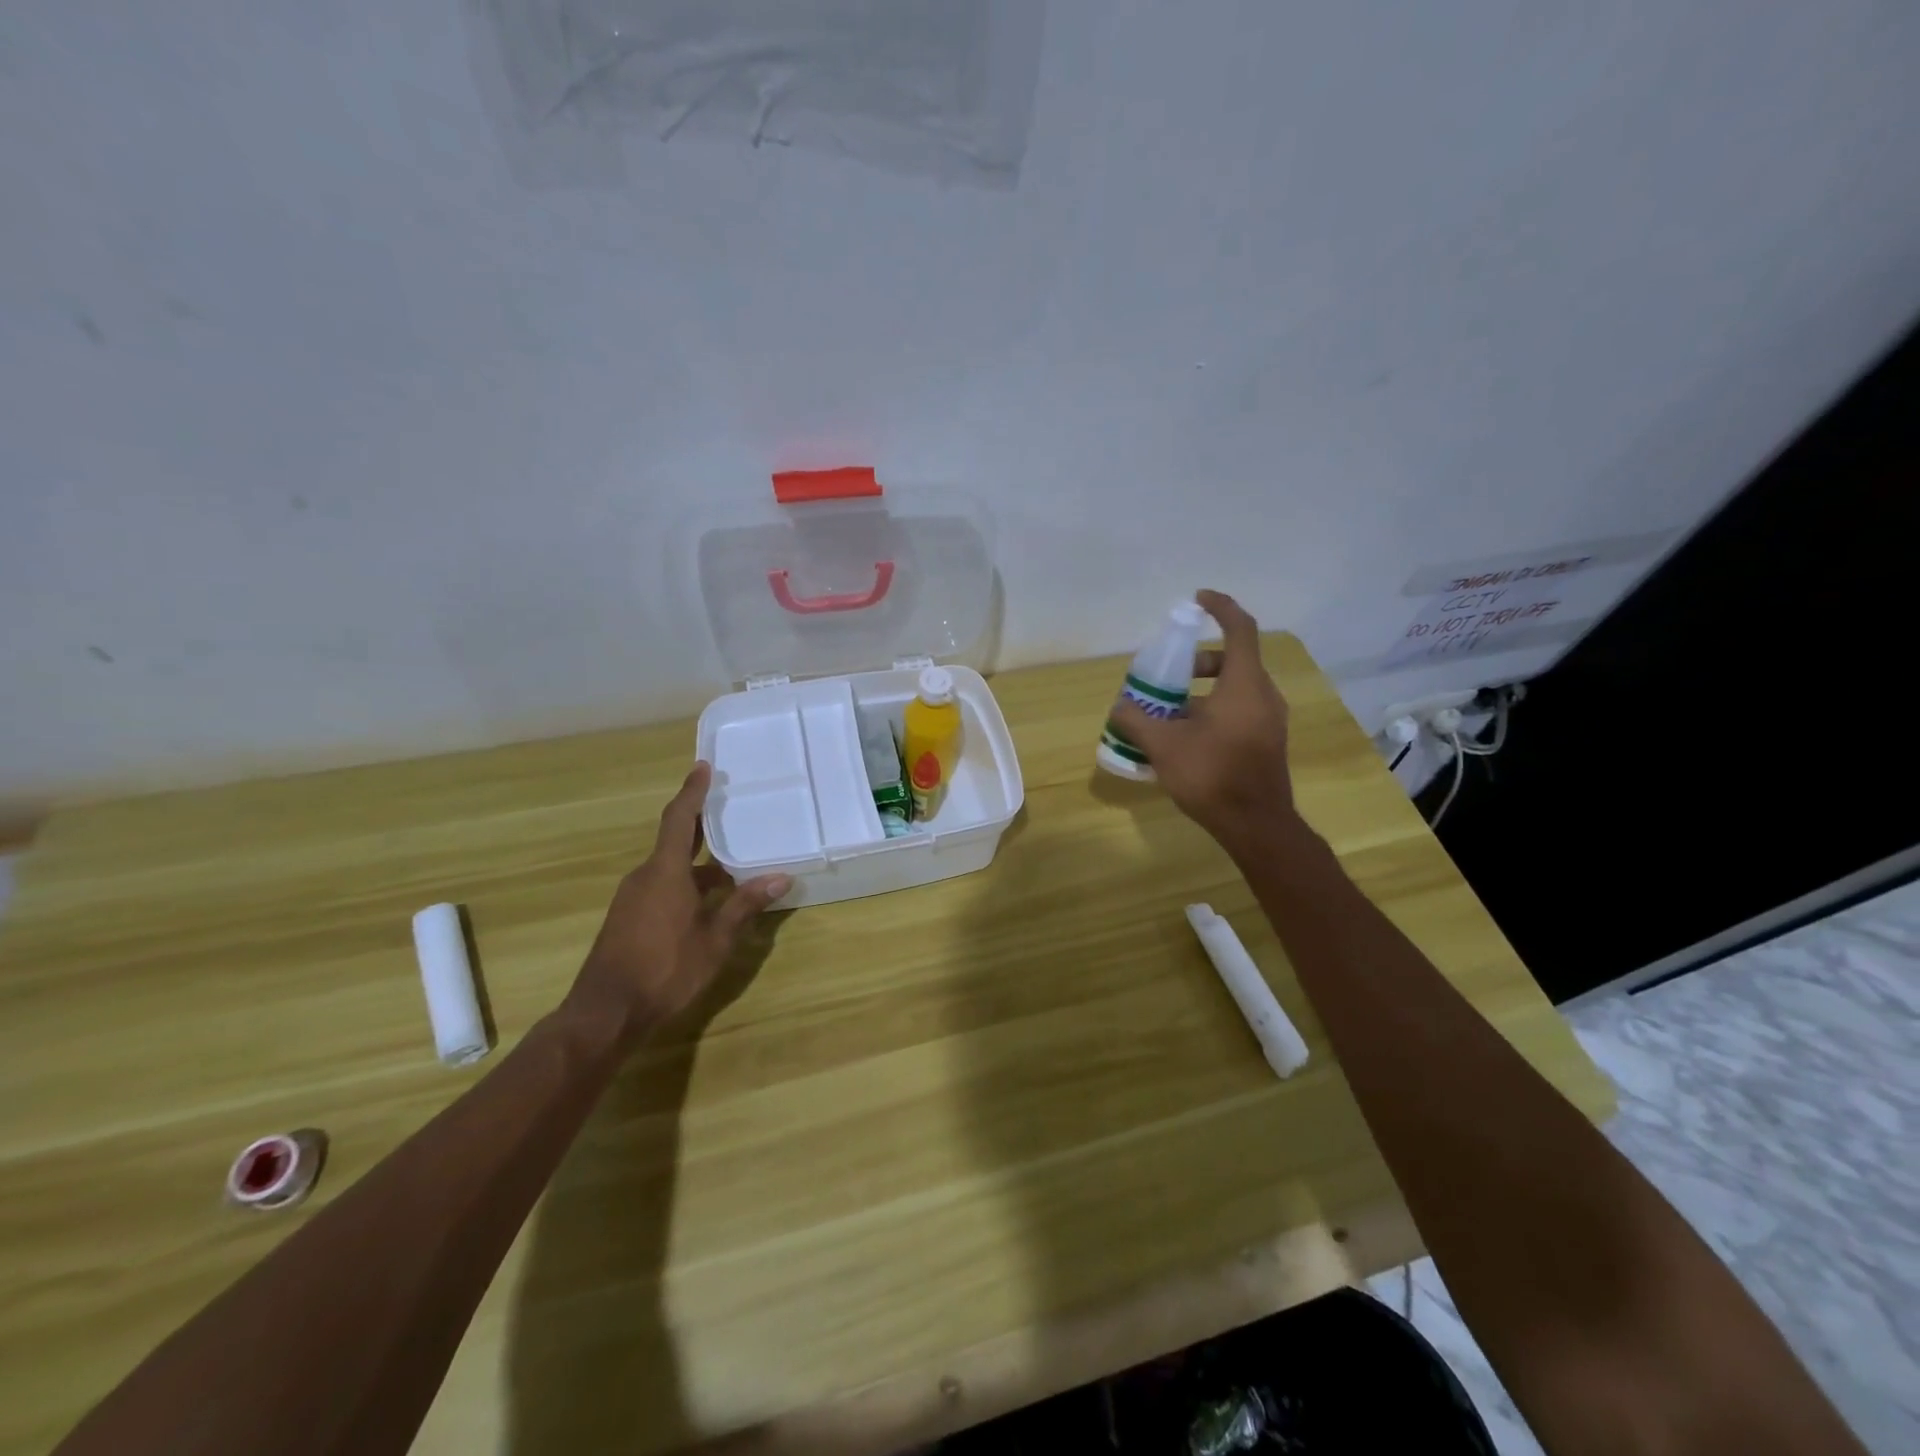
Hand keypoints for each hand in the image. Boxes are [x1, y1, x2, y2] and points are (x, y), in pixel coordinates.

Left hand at [567, 762, 790, 1040]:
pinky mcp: (629, 917)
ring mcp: (633, 897)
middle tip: (727, 804)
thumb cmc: (665, 970)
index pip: (680, 819)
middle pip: (675, 838)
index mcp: (665, 872)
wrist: (605, 1013)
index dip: (692, 792)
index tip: (703, 767)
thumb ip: (744, 906)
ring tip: (732, 858)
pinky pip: (662, 884)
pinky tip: (710, 897)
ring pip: (671, 866)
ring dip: (699, 860)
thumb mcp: (714, 940)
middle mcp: (645, 876)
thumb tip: (780, 878)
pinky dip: (687, 880)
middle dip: (701, 821)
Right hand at [1109, 589, 1295, 848]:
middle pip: (1232, 660)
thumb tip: (1119, 707)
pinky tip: (1185, 735)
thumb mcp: (1164, 746)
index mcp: (1244, 684)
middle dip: (1197, 660)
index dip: (1220, 607)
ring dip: (1202, 689)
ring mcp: (1269, 719)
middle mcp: (1263, 695)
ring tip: (1168, 710)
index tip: (1197, 600)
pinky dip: (1213, 709)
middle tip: (1167, 674)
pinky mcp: (1267, 740)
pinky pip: (1240, 709)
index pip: (1239, 628)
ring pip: (1235, 687)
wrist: (1255, 824)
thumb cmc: (1211, 775)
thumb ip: (1137, 720)